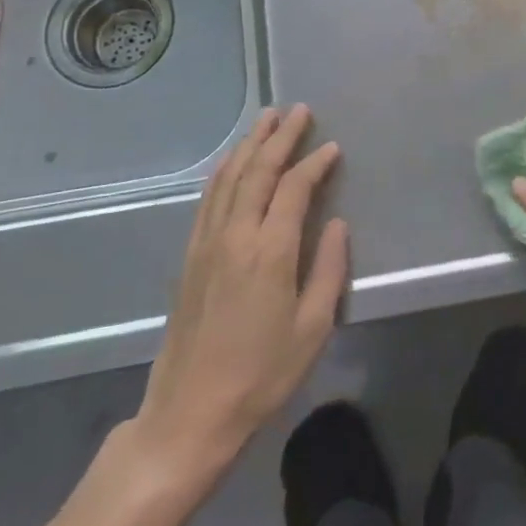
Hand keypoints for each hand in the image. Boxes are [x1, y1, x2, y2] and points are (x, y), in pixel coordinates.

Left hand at [123, 106, 348, 492]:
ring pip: (228, 178)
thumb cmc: (261, 375)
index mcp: (269, 251)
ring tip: (266, 120)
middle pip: (257, 171)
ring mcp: (206, 244)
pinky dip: (224, 171)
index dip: (315, 163)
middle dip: (279, 137)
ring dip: (249, 145)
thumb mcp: (312, 328)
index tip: (333, 147)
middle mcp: (234, 236)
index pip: (294, 188)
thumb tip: (336, 223)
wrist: (189, 415)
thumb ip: (328, 269)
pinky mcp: (190, 257)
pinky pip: (208, 199)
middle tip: (297, 110)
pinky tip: (232, 164)